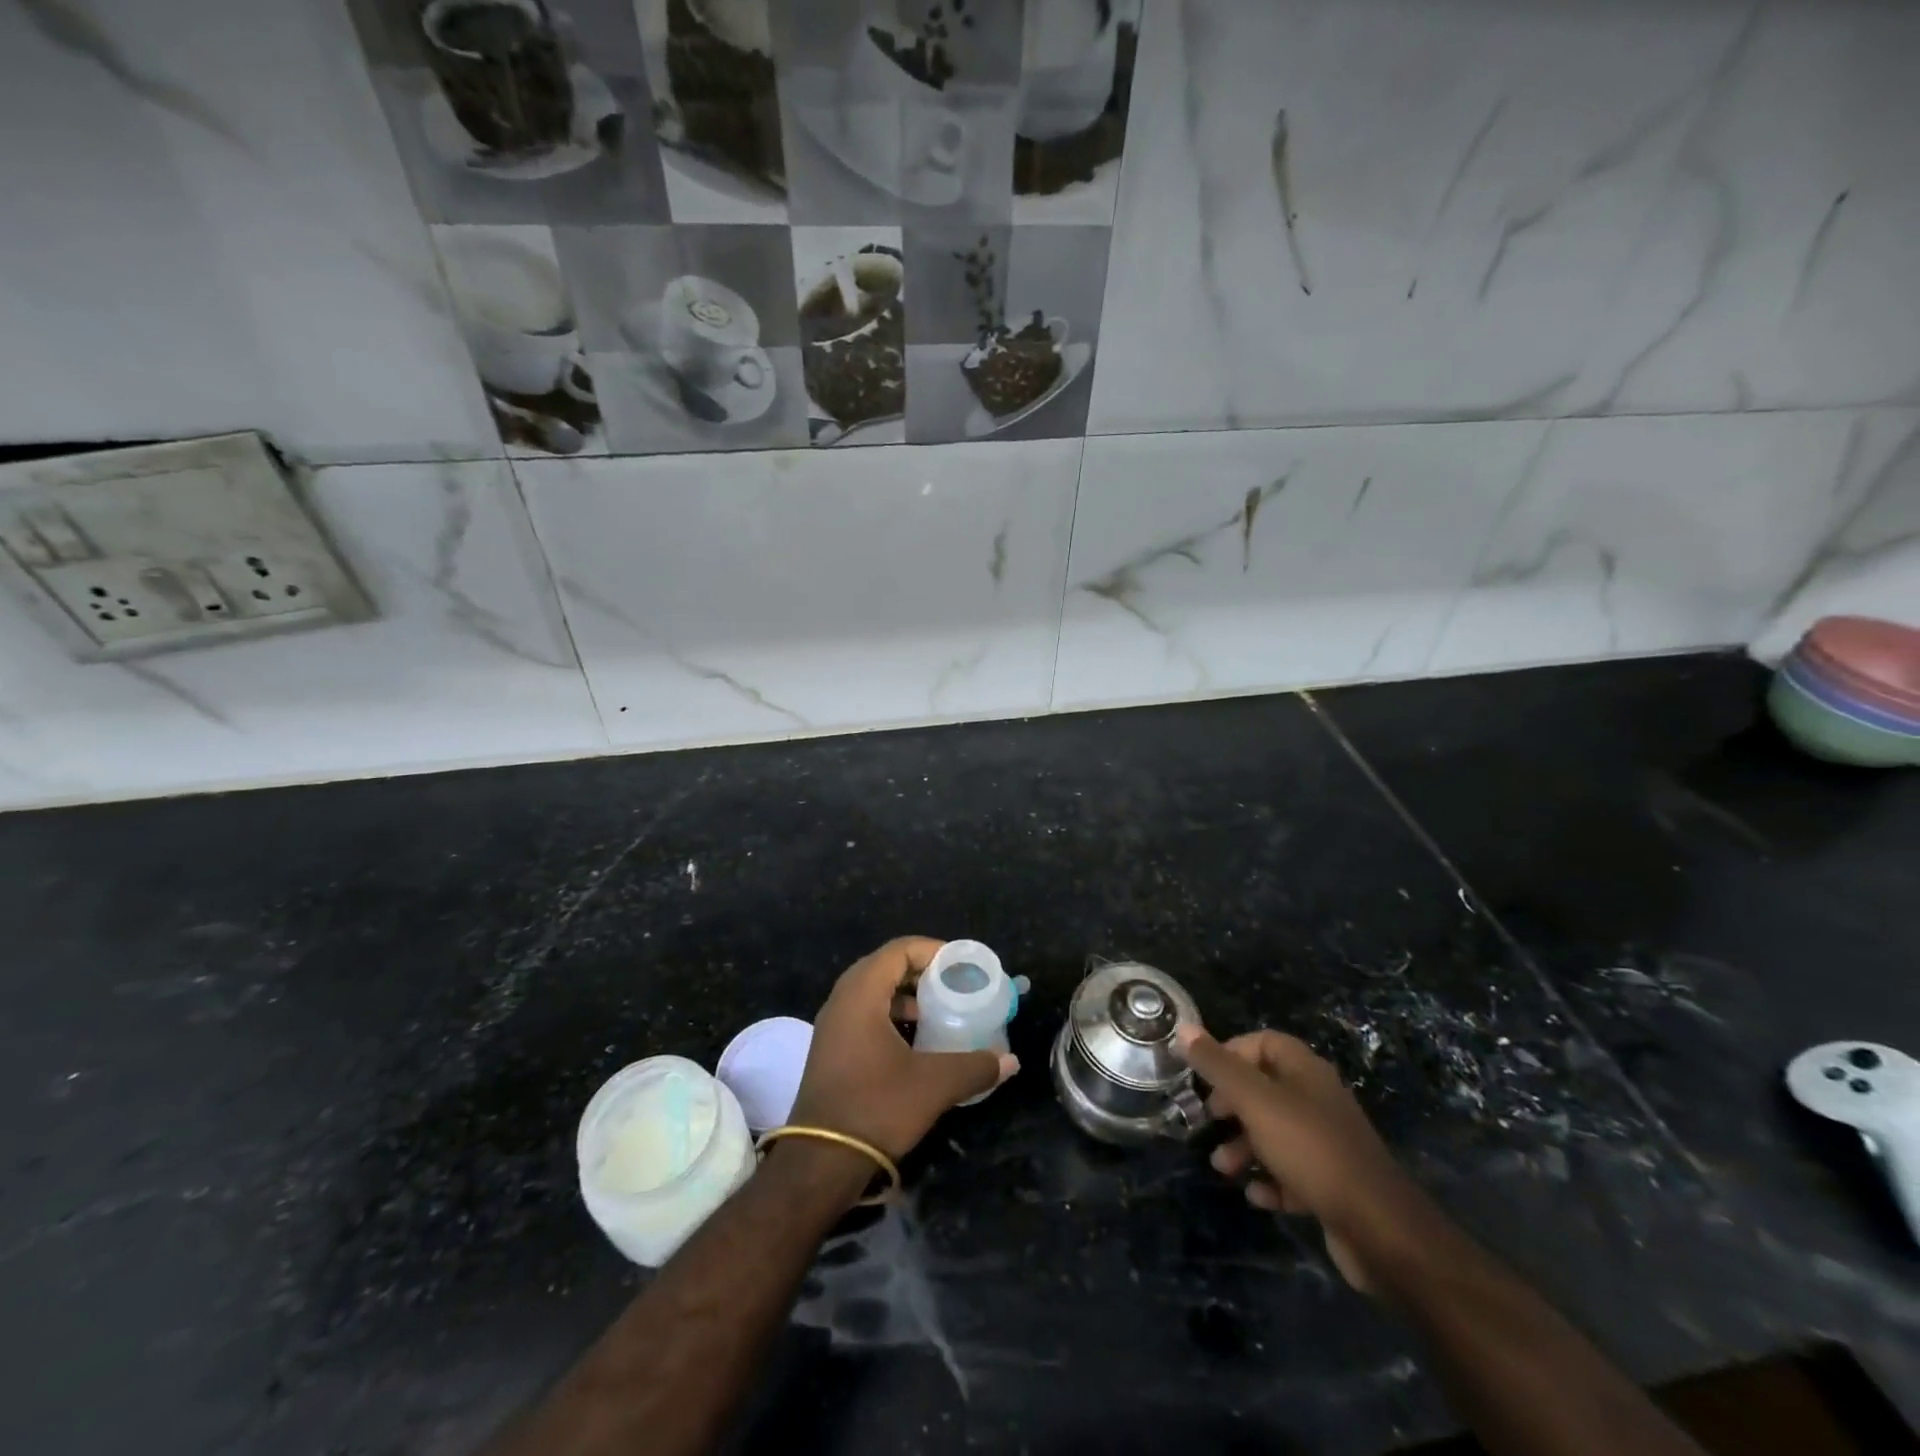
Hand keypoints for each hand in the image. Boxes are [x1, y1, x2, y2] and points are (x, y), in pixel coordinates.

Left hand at [789, 937, 1019, 1161]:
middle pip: (884, 966)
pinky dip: (891, 1014)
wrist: (821, 1162)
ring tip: (938, 1010)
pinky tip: (915, 1041)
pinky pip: (864, 1014)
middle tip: (953, 984)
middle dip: (921, 971)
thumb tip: (1010, 1060)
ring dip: (905, 994)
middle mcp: (841, 1001)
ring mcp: (832, 1026)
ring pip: (872, 991)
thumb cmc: (876, 1108)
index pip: (898, 950)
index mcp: (861, 995)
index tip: (961, 966)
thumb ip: (975, 1066)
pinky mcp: (831, 1049)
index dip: (932, 950)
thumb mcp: (934, 1085)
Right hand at [1175, 1026, 1436, 1292]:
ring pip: (1275, 1133)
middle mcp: (1318, 1099)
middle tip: (1210, 1119)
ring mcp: (1328, 1142)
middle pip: (1265, 1088)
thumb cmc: (1310, 1149)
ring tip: (1223, 1167)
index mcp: (1305, 1071)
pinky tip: (1257, 1195)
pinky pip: (1292, 1171)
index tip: (1206, 1076)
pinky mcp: (1333, 1182)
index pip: (1264, 1042)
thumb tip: (1184, 1028)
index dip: (1231, 1053)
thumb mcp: (1254, 1101)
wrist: (1379, 1229)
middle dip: (1232, 1105)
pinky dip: (1271, 1180)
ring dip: (1245, 1147)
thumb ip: (1217, 1065)